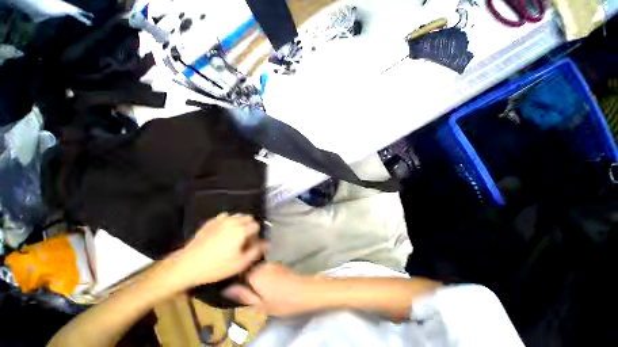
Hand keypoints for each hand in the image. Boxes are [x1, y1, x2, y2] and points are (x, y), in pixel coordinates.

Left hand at [167, 213, 266, 289]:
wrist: (188, 265)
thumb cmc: (217, 266)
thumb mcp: (240, 264)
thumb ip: (256, 251)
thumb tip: (266, 243)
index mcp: (241, 230)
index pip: (256, 225)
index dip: (256, 234)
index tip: (250, 244)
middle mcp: (233, 221)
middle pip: (248, 217)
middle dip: (249, 226)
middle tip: (244, 239)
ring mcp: (221, 220)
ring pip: (237, 216)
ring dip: (240, 223)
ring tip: (234, 235)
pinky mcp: (211, 221)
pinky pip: (225, 217)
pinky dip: (228, 221)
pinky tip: (223, 232)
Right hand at [223, 263, 314, 315]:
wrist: (304, 291)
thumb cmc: (282, 301)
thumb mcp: (261, 304)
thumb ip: (244, 295)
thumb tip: (227, 289)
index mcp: (255, 275)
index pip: (239, 274)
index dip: (238, 283)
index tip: (241, 292)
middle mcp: (262, 265)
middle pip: (248, 271)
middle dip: (248, 281)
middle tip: (253, 294)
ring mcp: (271, 264)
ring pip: (258, 270)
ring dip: (257, 279)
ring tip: (263, 291)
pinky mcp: (278, 265)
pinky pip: (266, 270)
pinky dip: (265, 277)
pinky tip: (271, 286)